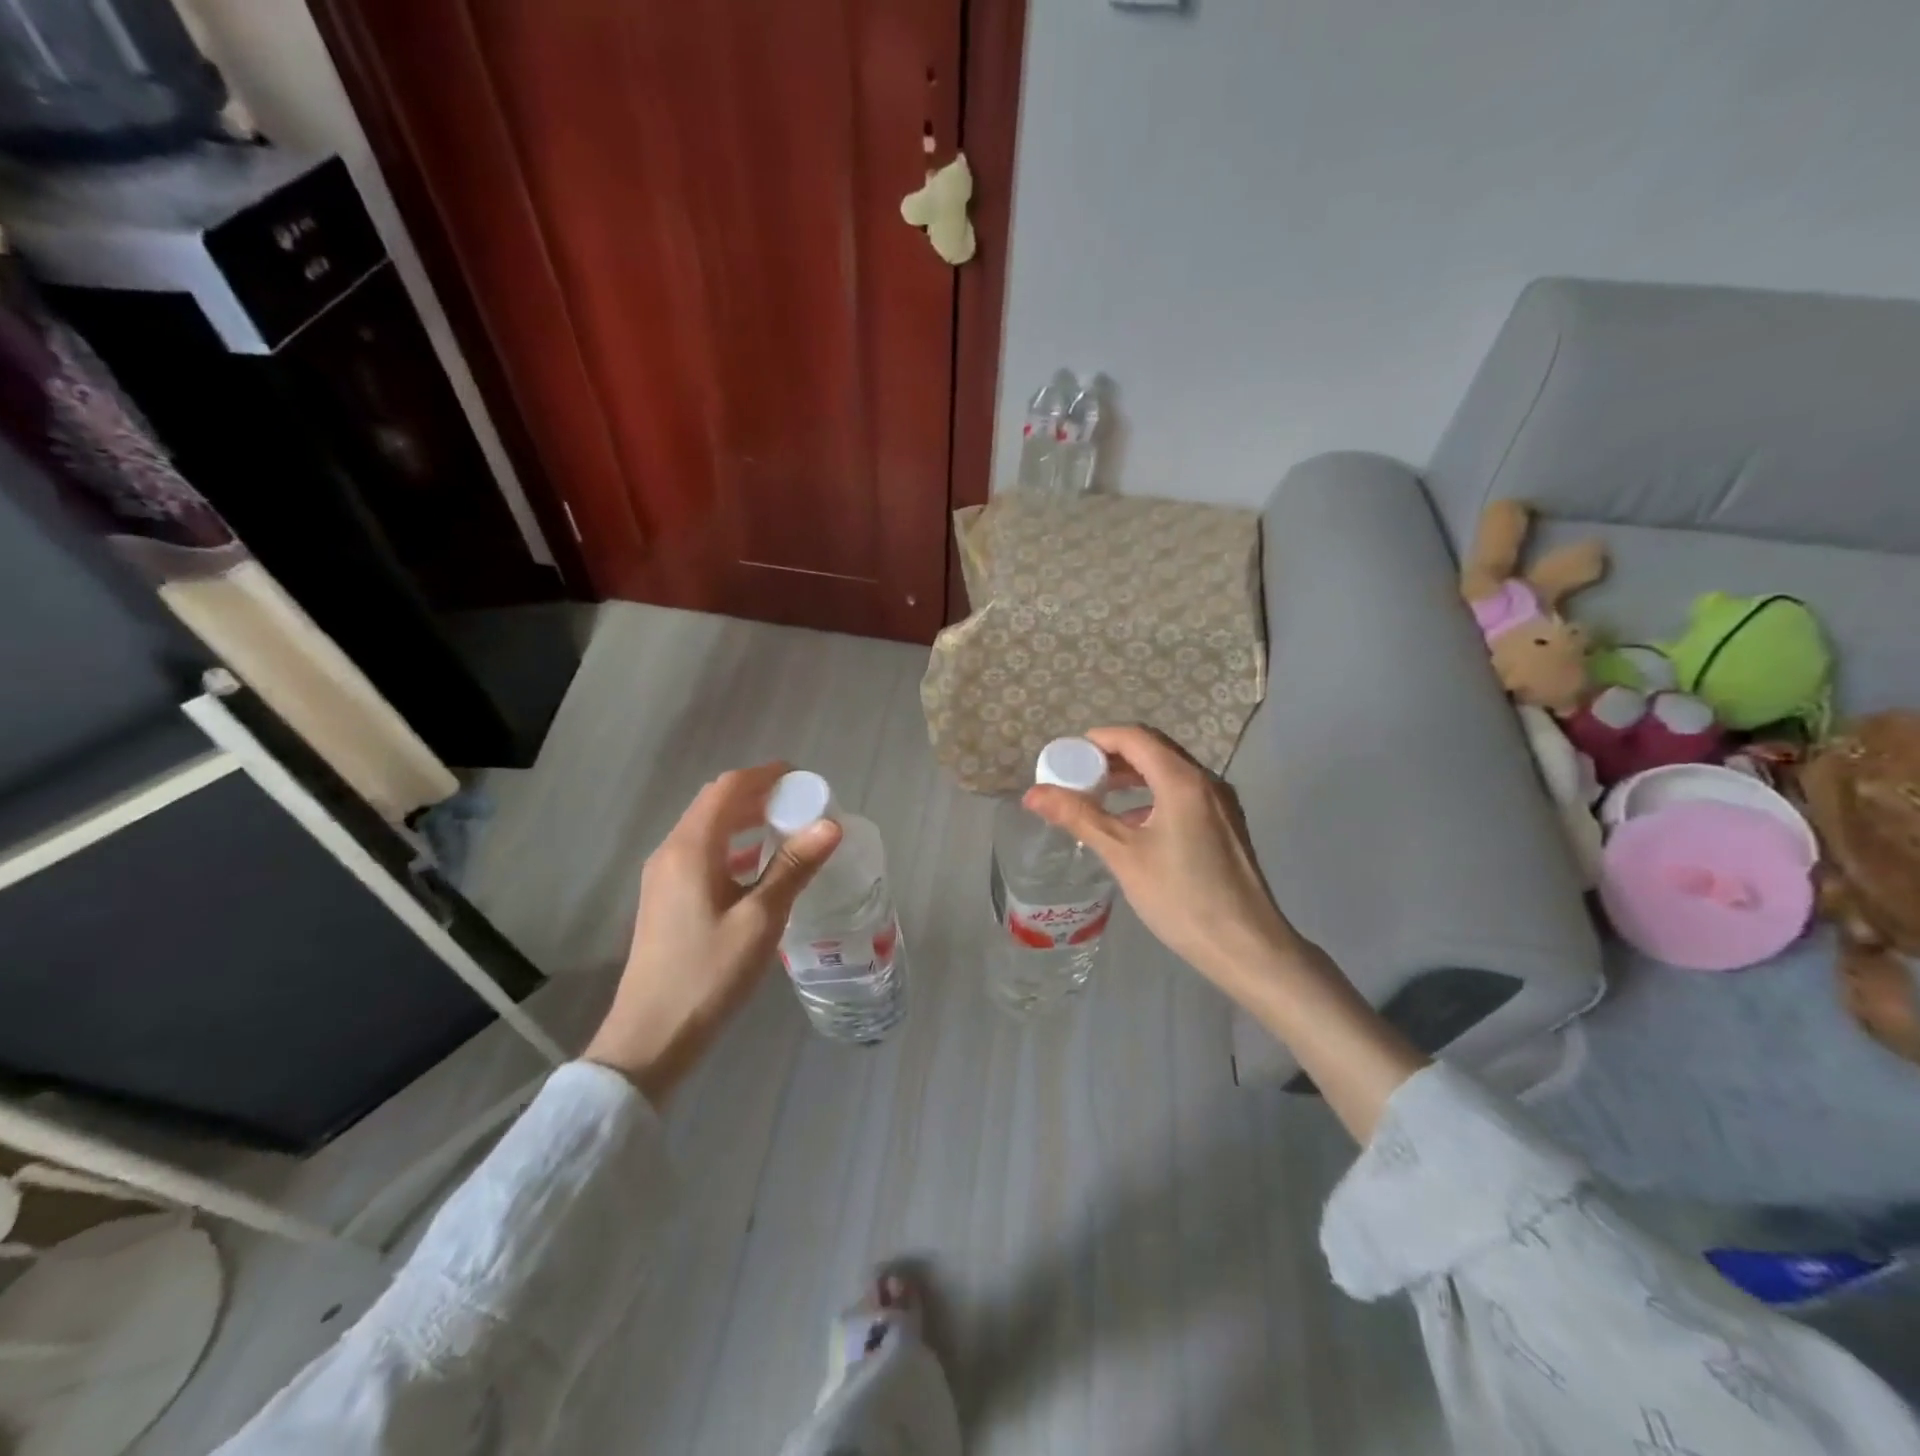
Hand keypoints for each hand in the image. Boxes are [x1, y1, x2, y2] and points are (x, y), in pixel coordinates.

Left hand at [584, 763, 840, 1102]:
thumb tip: (830, 825)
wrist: (651, 1036)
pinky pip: (703, 854)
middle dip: (759, 795)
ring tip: (788, 828)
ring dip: (747, 821)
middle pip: (716, 804)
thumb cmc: (708, 974)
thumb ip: (794, 868)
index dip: (766, 776)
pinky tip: (760, 867)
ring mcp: (664, 877)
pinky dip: (734, 847)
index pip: (728, 789)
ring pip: (709, 830)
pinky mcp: (666, 899)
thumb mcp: (760, 920)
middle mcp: (671, 853)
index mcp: (690, 849)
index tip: (804, 778)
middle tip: (803, 803)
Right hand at [1024, 725, 1297, 992]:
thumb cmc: (1181, 898)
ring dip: (1132, 777)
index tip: (1066, 756)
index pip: (1135, 738)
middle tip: (1077, 775)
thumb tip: (1033, 794)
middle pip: (1154, 750)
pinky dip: (1152, 796)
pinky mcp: (1225, 826)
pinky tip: (1132, 824)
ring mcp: (1221, 804)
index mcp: (1183, 781)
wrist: (1247, 948)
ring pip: (1169, 773)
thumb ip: (1079, 817)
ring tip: (1097, 796)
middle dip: (1112, 757)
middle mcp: (1206, 782)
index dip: (1097, 740)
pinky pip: (1183, 795)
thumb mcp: (1123, 855)